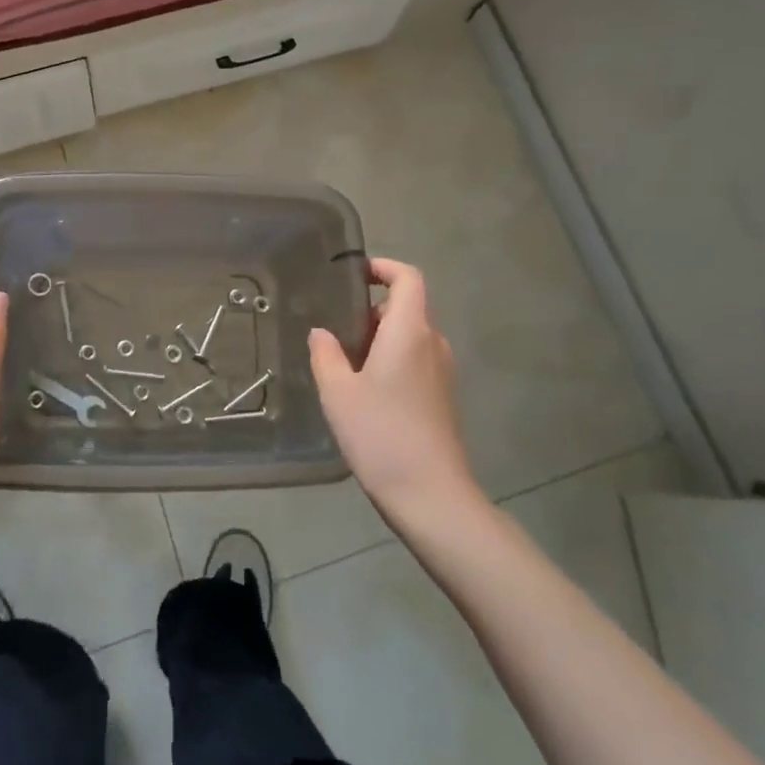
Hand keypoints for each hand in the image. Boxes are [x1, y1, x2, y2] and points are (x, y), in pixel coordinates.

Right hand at [308, 258, 478, 523]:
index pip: (408, 278)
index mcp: (410, 331)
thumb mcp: (338, 392)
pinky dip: (391, 361)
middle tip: (336, 332)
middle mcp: (432, 343)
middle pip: (405, 307)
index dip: (383, 267)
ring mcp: (442, 372)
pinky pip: (415, 361)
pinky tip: (366, 394)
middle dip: (370, 311)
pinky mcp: (443, 397)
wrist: (432, 496)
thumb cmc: (381, 434)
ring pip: (409, 337)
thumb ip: (325, 354)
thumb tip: (322, 333)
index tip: (354, 275)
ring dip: (378, 339)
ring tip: (344, 366)